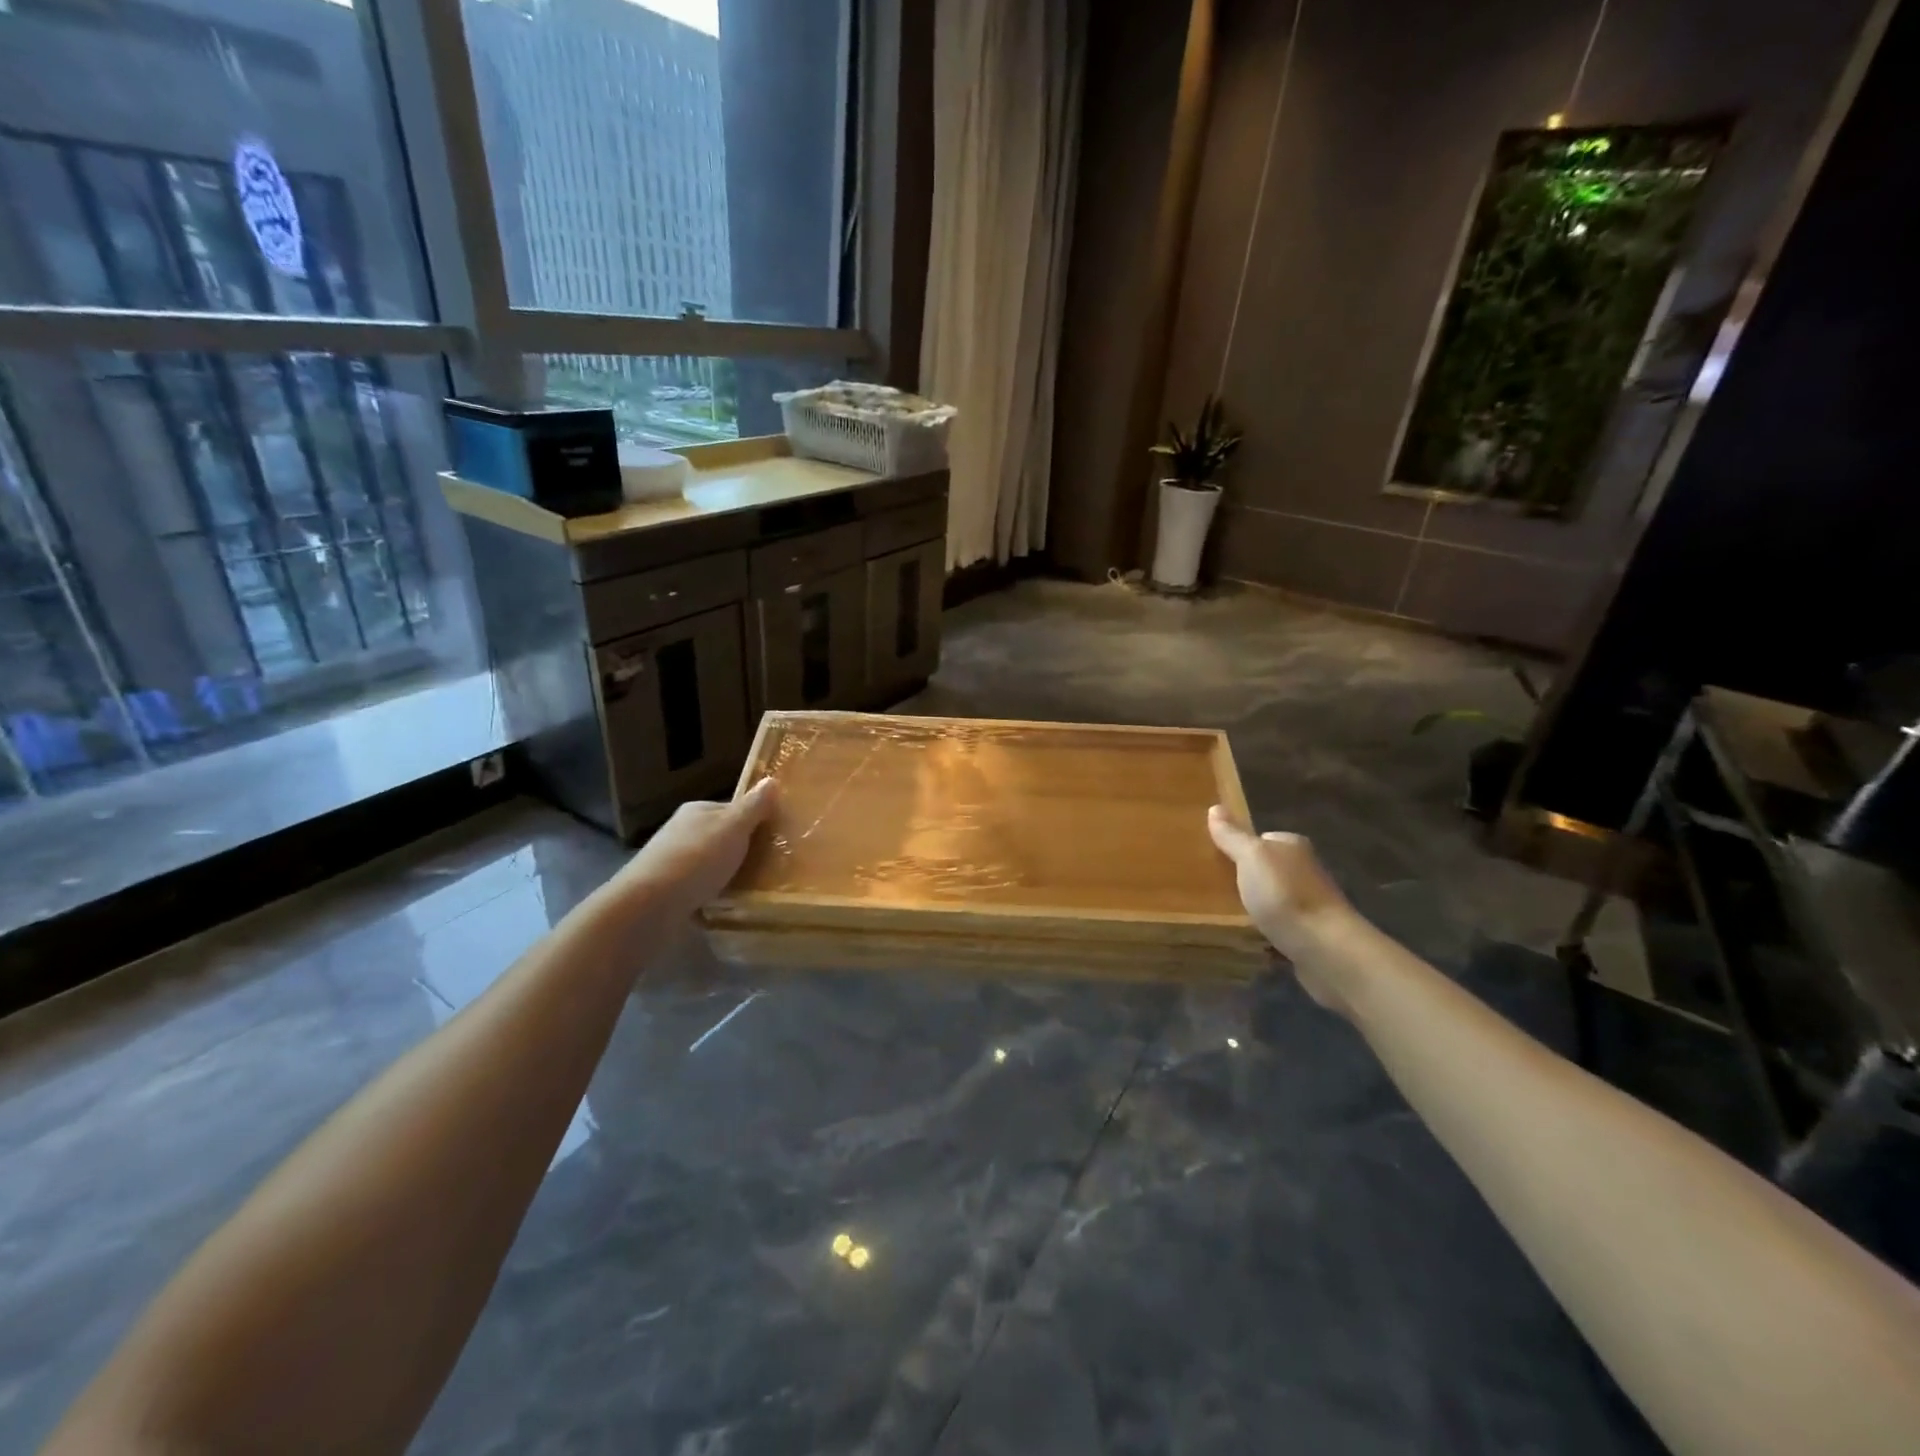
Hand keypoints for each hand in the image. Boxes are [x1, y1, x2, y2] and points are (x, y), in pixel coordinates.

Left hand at [601, 778, 779, 926]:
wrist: (649, 905)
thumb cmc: (697, 858)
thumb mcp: (733, 827)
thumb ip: (754, 806)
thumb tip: (771, 780)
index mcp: (696, 811)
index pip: (731, 809)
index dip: (754, 820)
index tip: (775, 837)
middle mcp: (682, 832)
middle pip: (720, 837)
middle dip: (741, 849)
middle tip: (771, 865)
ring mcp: (671, 862)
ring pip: (709, 863)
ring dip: (727, 874)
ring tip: (754, 889)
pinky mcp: (667, 891)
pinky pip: (699, 888)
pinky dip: (713, 894)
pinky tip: (727, 906)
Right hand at [1207, 806, 1354, 1012]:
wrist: (1326, 949)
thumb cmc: (1285, 895)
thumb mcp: (1251, 858)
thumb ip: (1233, 836)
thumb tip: (1215, 808)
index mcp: (1293, 846)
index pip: (1262, 839)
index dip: (1239, 848)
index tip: (1215, 861)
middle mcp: (1305, 870)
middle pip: (1267, 869)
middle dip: (1246, 879)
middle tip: (1214, 890)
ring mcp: (1310, 903)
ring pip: (1273, 899)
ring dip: (1256, 907)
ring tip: (1226, 915)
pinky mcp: (1311, 934)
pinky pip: (1280, 926)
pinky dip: (1267, 931)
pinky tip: (1250, 938)